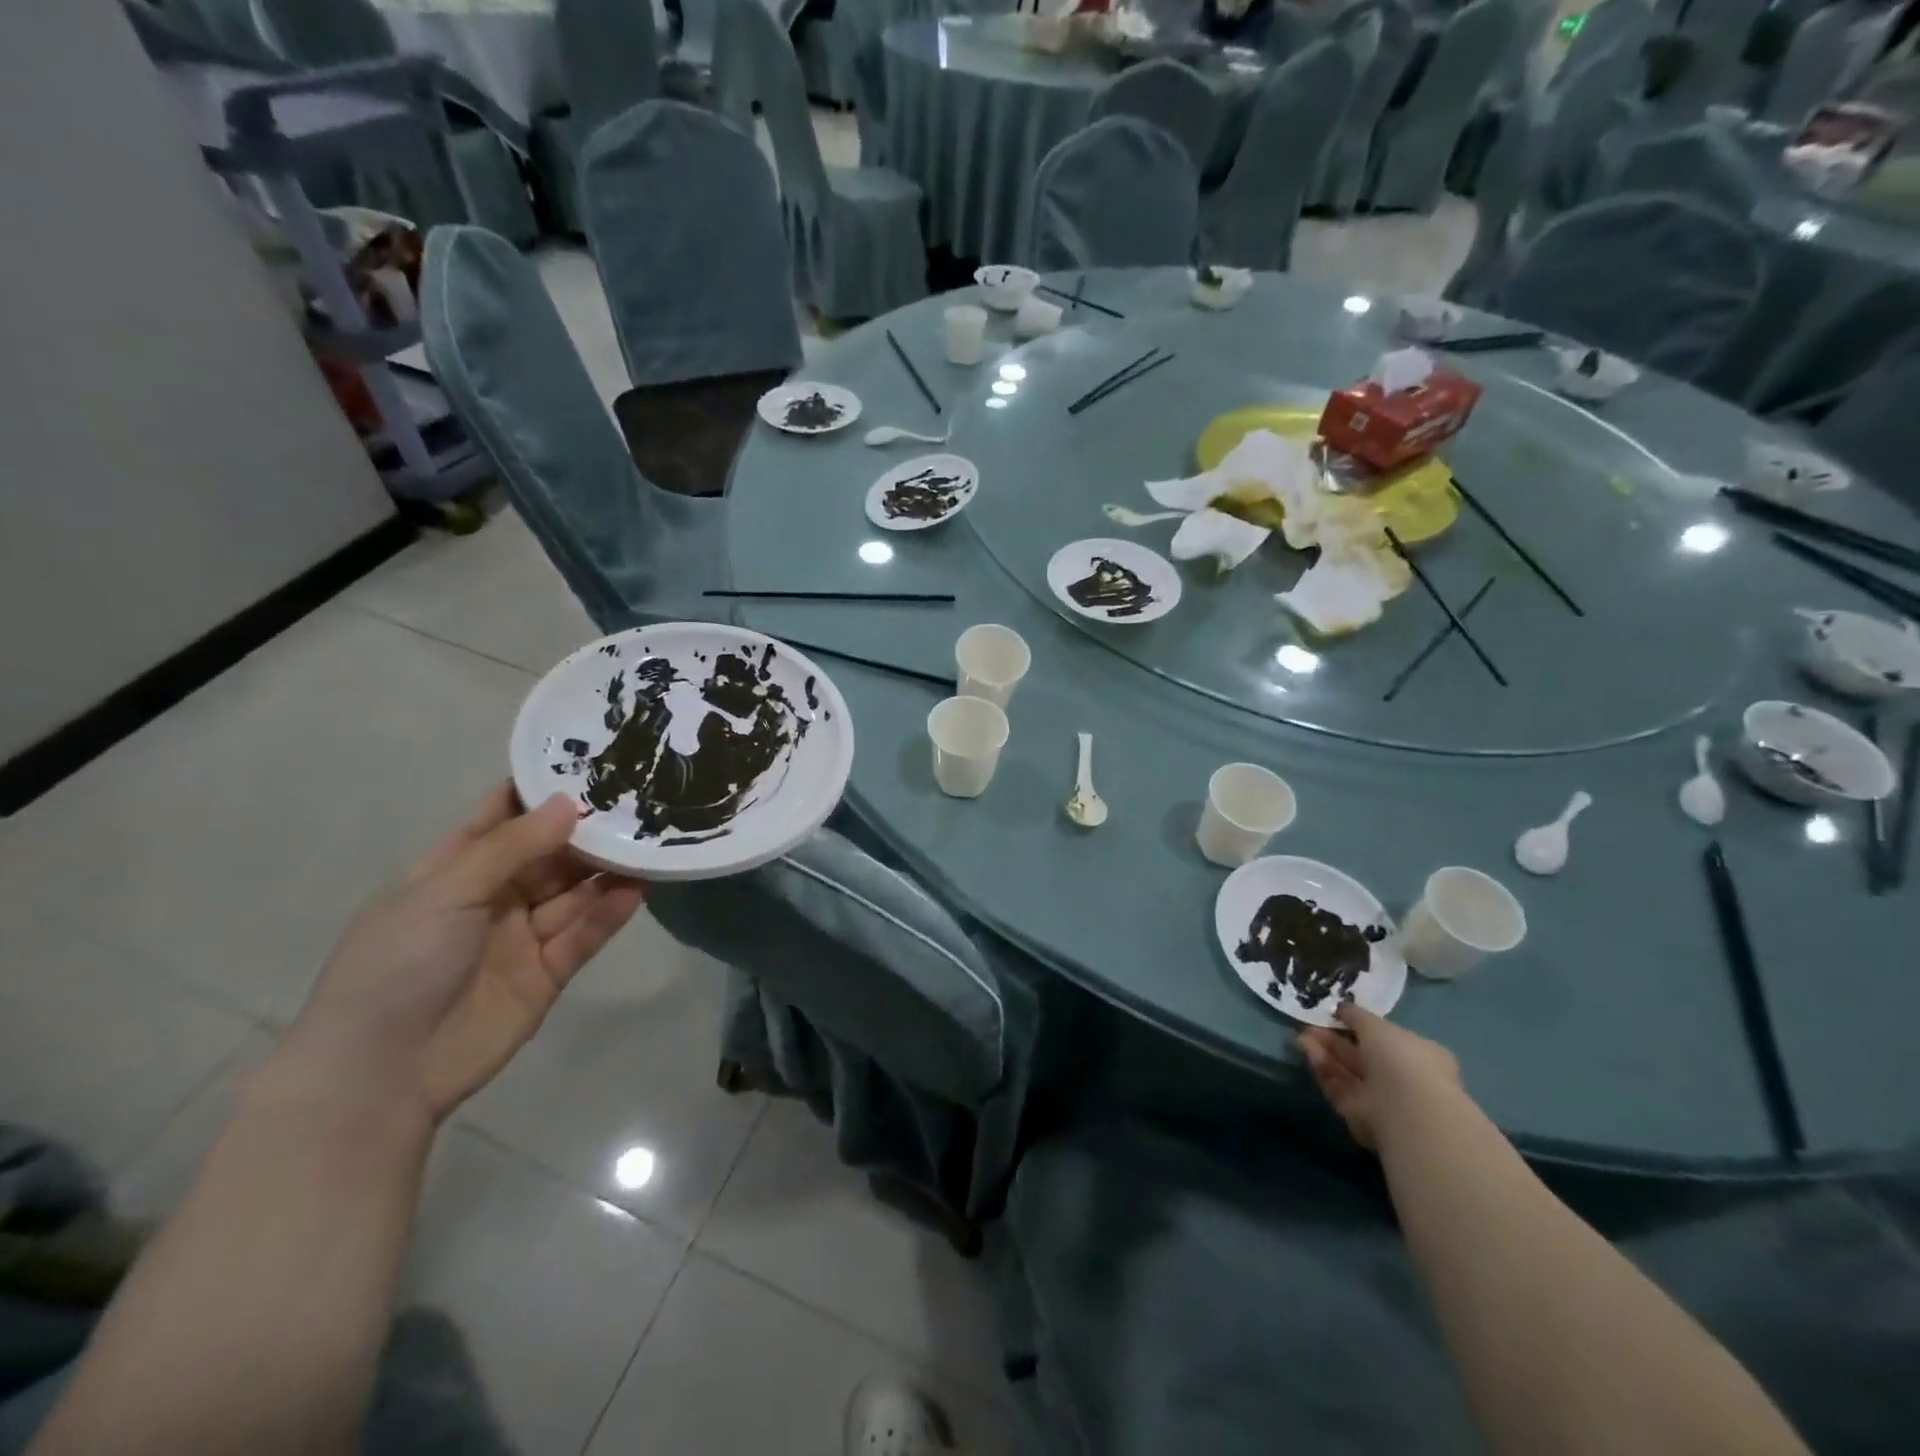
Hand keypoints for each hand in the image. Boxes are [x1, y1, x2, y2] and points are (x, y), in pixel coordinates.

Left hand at [269, 785, 645, 1124]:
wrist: (382, 1072)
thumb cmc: (399, 964)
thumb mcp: (446, 892)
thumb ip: (512, 847)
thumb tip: (569, 802)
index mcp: (453, 872)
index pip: (500, 819)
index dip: (538, 792)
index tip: (587, 762)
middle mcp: (492, 898)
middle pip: (548, 854)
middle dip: (586, 830)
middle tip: (637, 801)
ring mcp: (522, 936)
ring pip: (574, 892)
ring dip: (607, 869)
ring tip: (649, 840)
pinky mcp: (548, 972)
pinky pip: (584, 934)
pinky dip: (609, 912)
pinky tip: (638, 888)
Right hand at [1298, 1006, 1459, 1149]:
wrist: (1405, 1111)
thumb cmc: (1401, 1059)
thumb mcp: (1377, 1025)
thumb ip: (1357, 1015)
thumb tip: (1341, 1008)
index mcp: (1417, 1055)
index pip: (1385, 1038)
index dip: (1358, 1026)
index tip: (1335, 1014)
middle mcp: (1400, 1078)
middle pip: (1360, 1056)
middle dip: (1334, 1039)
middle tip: (1310, 1024)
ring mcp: (1380, 1099)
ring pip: (1346, 1072)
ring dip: (1324, 1052)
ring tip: (1301, 1035)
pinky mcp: (1359, 1116)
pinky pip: (1338, 1087)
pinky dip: (1322, 1069)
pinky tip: (1306, 1050)